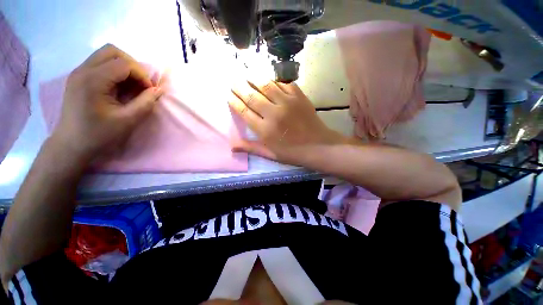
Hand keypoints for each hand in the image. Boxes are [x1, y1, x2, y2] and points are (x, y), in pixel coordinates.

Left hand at [51, 44, 163, 160]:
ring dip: (124, 67)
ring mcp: (79, 72)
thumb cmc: (99, 134)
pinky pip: (100, 64)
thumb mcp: (127, 120)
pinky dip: (115, 71)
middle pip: (112, 51)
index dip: (142, 75)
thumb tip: (159, 90)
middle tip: (141, 83)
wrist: (71, 144)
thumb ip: (145, 103)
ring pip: (106, 55)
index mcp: (92, 80)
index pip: (124, 64)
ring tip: (131, 85)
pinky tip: (119, 87)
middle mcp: (83, 70)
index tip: (149, 91)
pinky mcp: (79, 77)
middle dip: (132, 65)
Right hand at [229, 80, 343, 164]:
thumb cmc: (293, 152)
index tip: (228, 95)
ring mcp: (287, 102)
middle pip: (251, 96)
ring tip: (246, 74)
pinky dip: (273, 80)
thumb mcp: (270, 154)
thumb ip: (251, 148)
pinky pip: (283, 83)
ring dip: (254, 78)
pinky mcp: (298, 96)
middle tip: (233, 82)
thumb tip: (231, 146)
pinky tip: (268, 79)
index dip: (234, 102)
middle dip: (239, 87)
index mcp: (265, 130)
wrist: (318, 146)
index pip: (244, 111)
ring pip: (266, 85)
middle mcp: (273, 113)